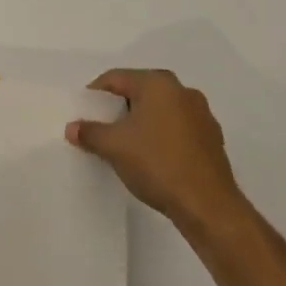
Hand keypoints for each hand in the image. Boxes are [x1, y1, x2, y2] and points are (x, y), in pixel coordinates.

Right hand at [66, 70, 244, 233]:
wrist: (209, 207)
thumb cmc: (157, 164)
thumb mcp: (113, 146)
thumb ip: (89, 132)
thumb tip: (72, 128)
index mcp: (158, 83)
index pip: (115, 79)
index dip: (94, 95)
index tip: (83, 115)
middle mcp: (183, 91)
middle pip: (139, 92)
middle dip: (118, 109)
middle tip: (101, 129)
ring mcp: (202, 115)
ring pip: (159, 111)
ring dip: (140, 123)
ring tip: (125, 146)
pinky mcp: (212, 140)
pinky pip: (177, 129)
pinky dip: (160, 137)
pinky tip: (151, 159)